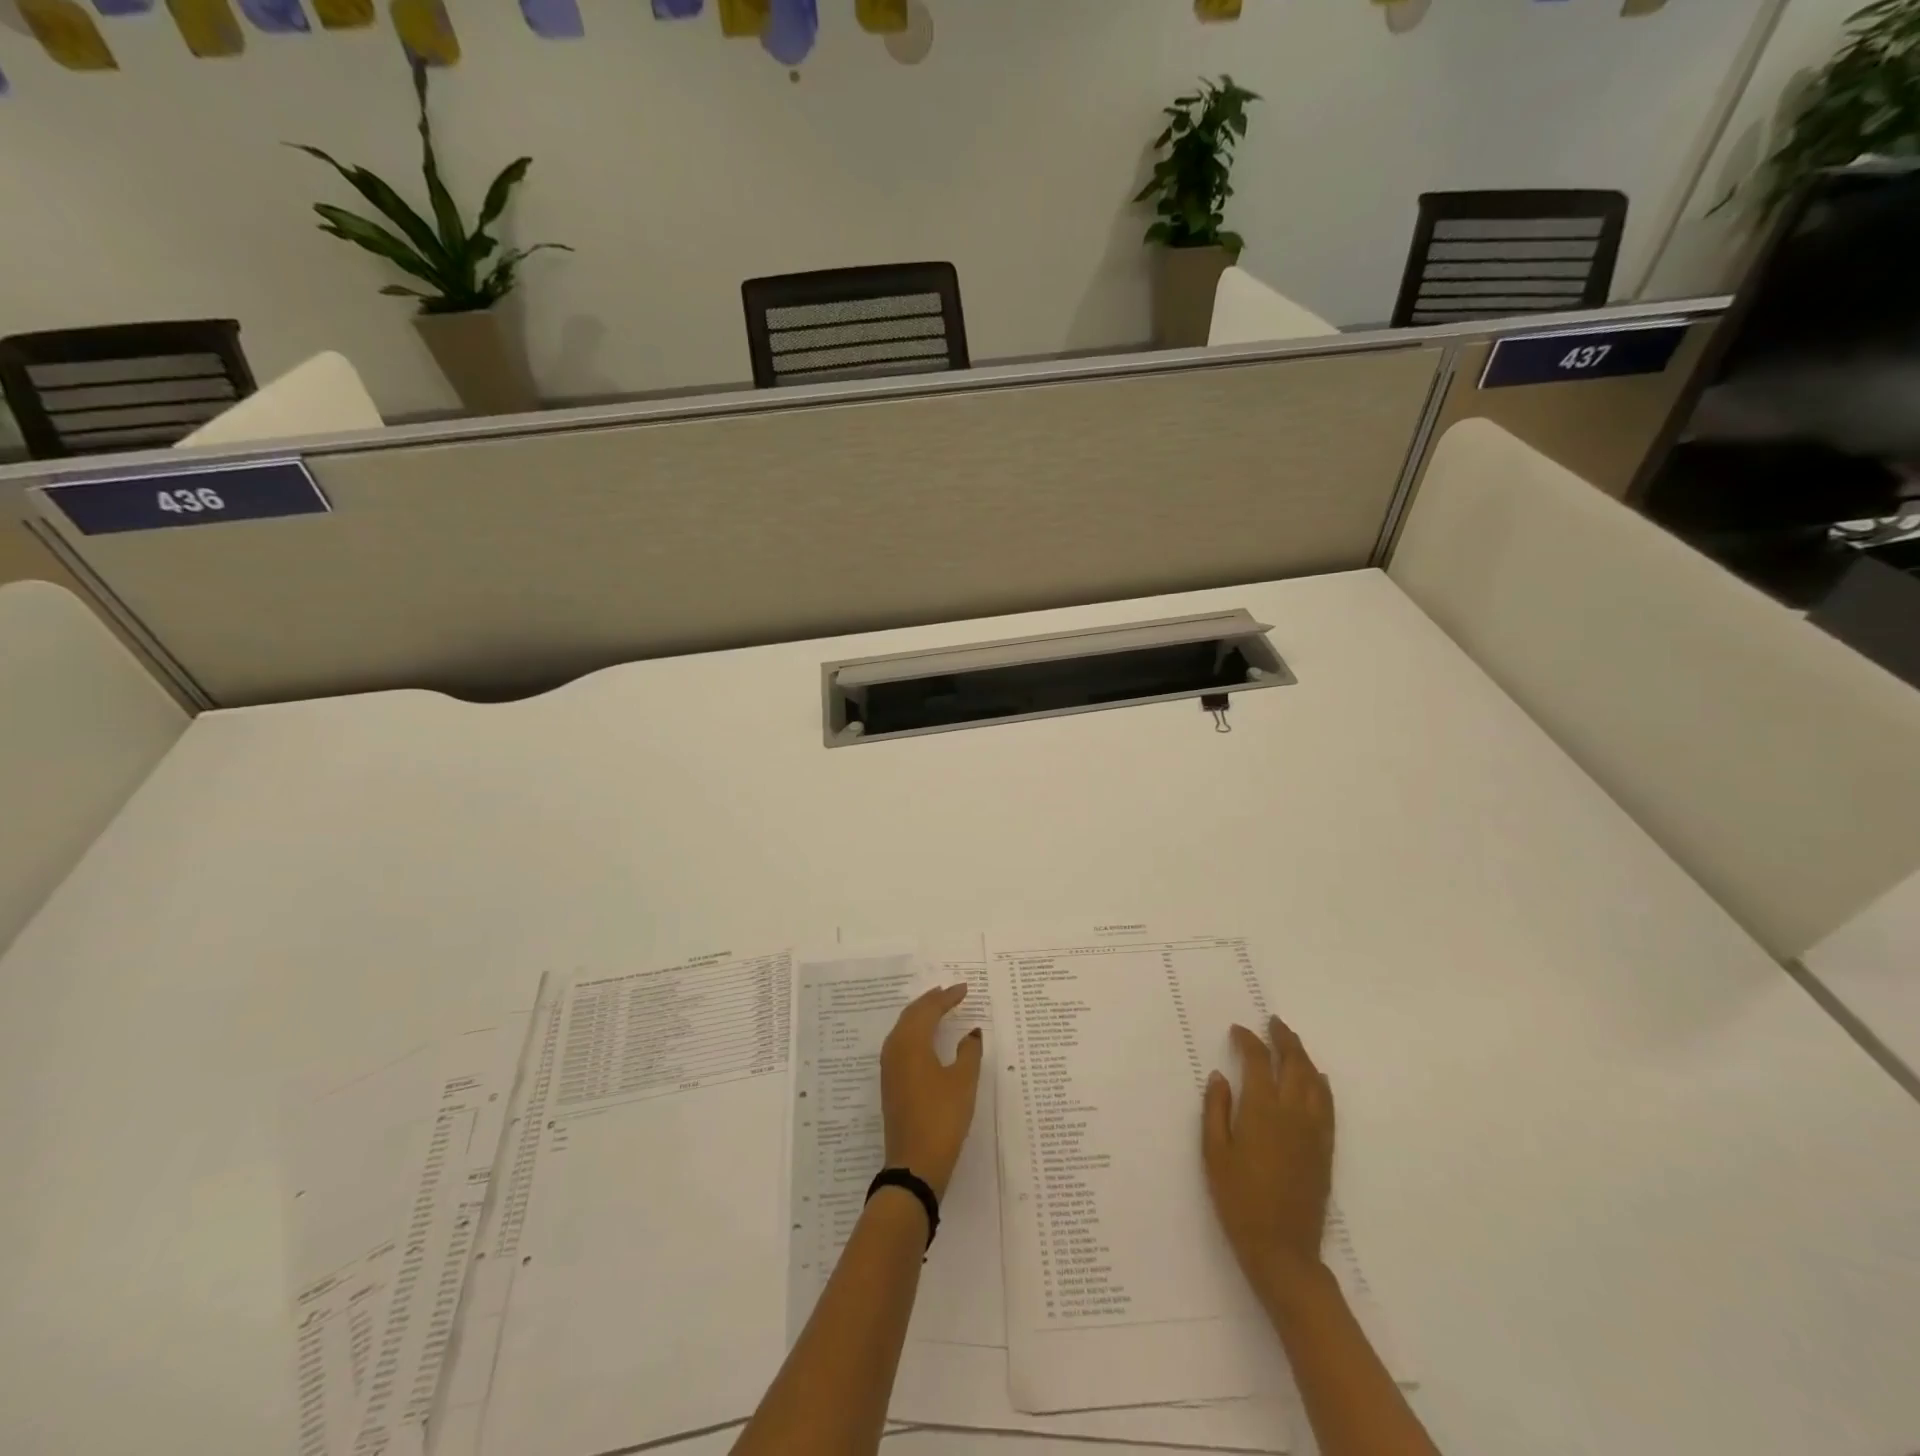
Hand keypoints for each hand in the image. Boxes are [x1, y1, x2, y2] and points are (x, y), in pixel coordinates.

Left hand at [881, 984, 984, 1198]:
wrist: (914, 1165)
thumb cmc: (942, 1118)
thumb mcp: (963, 1082)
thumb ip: (969, 1052)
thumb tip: (972, 1032)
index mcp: (911, 1042)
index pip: (929, 1009)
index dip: (948, 997)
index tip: (964, 988)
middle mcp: (895, 1049)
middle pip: (912, 1015)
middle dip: (931, 1001)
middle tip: (949, 992)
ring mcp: (890, 1068)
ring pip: (904, 1029)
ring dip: (921, 1015)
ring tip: (939, 1008)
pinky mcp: (891, 1084)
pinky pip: (901, 1044)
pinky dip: (915, 1032)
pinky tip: (926, 1039)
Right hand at [1202, 1015, 1334, 1292]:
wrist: (1282, 1249)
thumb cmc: (1239, 1199)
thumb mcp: (1214, 1153)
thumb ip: (1216, 1109)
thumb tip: (1221, 1076)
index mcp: (1262, 1110)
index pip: (1259, 1061)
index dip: (1249, 1040)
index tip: (1238, 1030)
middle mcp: (1293, 1113)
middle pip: (1294, 1064)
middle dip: (1284, 1039)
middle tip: (1273, 1022)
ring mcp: (1314, 1131)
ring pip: (1314, 1081)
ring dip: (1303, 1057)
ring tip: (1292, 1043)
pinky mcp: (1325, 1149)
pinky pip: (1327, 1105)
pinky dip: (1321, 1084)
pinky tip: (1316, 1079)